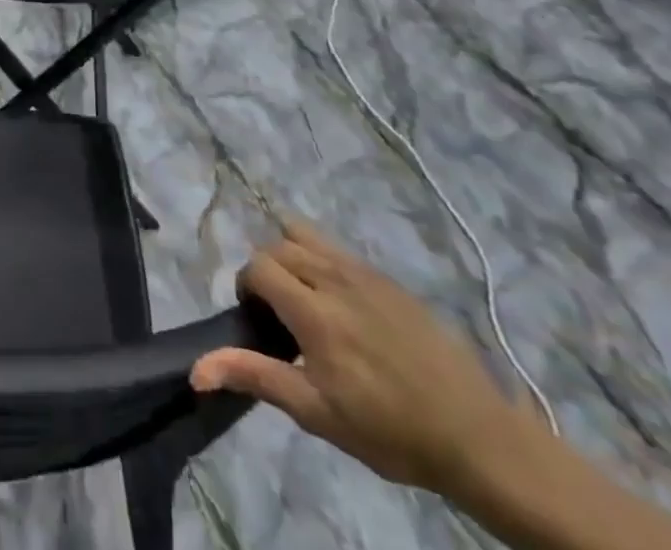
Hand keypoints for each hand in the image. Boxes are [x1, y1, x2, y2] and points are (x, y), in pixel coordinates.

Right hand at [191, 219, 535, 496]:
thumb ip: (256, 376)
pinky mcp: (387, 277)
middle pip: (277, 245)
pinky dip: (321, 260)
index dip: (247, 287)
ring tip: (305, 299)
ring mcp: (364, 271)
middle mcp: (334, 276)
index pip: (258, 265)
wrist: (475, 435)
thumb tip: (195, 368)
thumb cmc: (389, 431)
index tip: (258, 321)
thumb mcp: (318, 414)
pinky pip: (336, 248)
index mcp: (314, 310)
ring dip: (292, 256)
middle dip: (266, 271)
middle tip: (279, 315)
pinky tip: (341, 304)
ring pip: (305, 234)